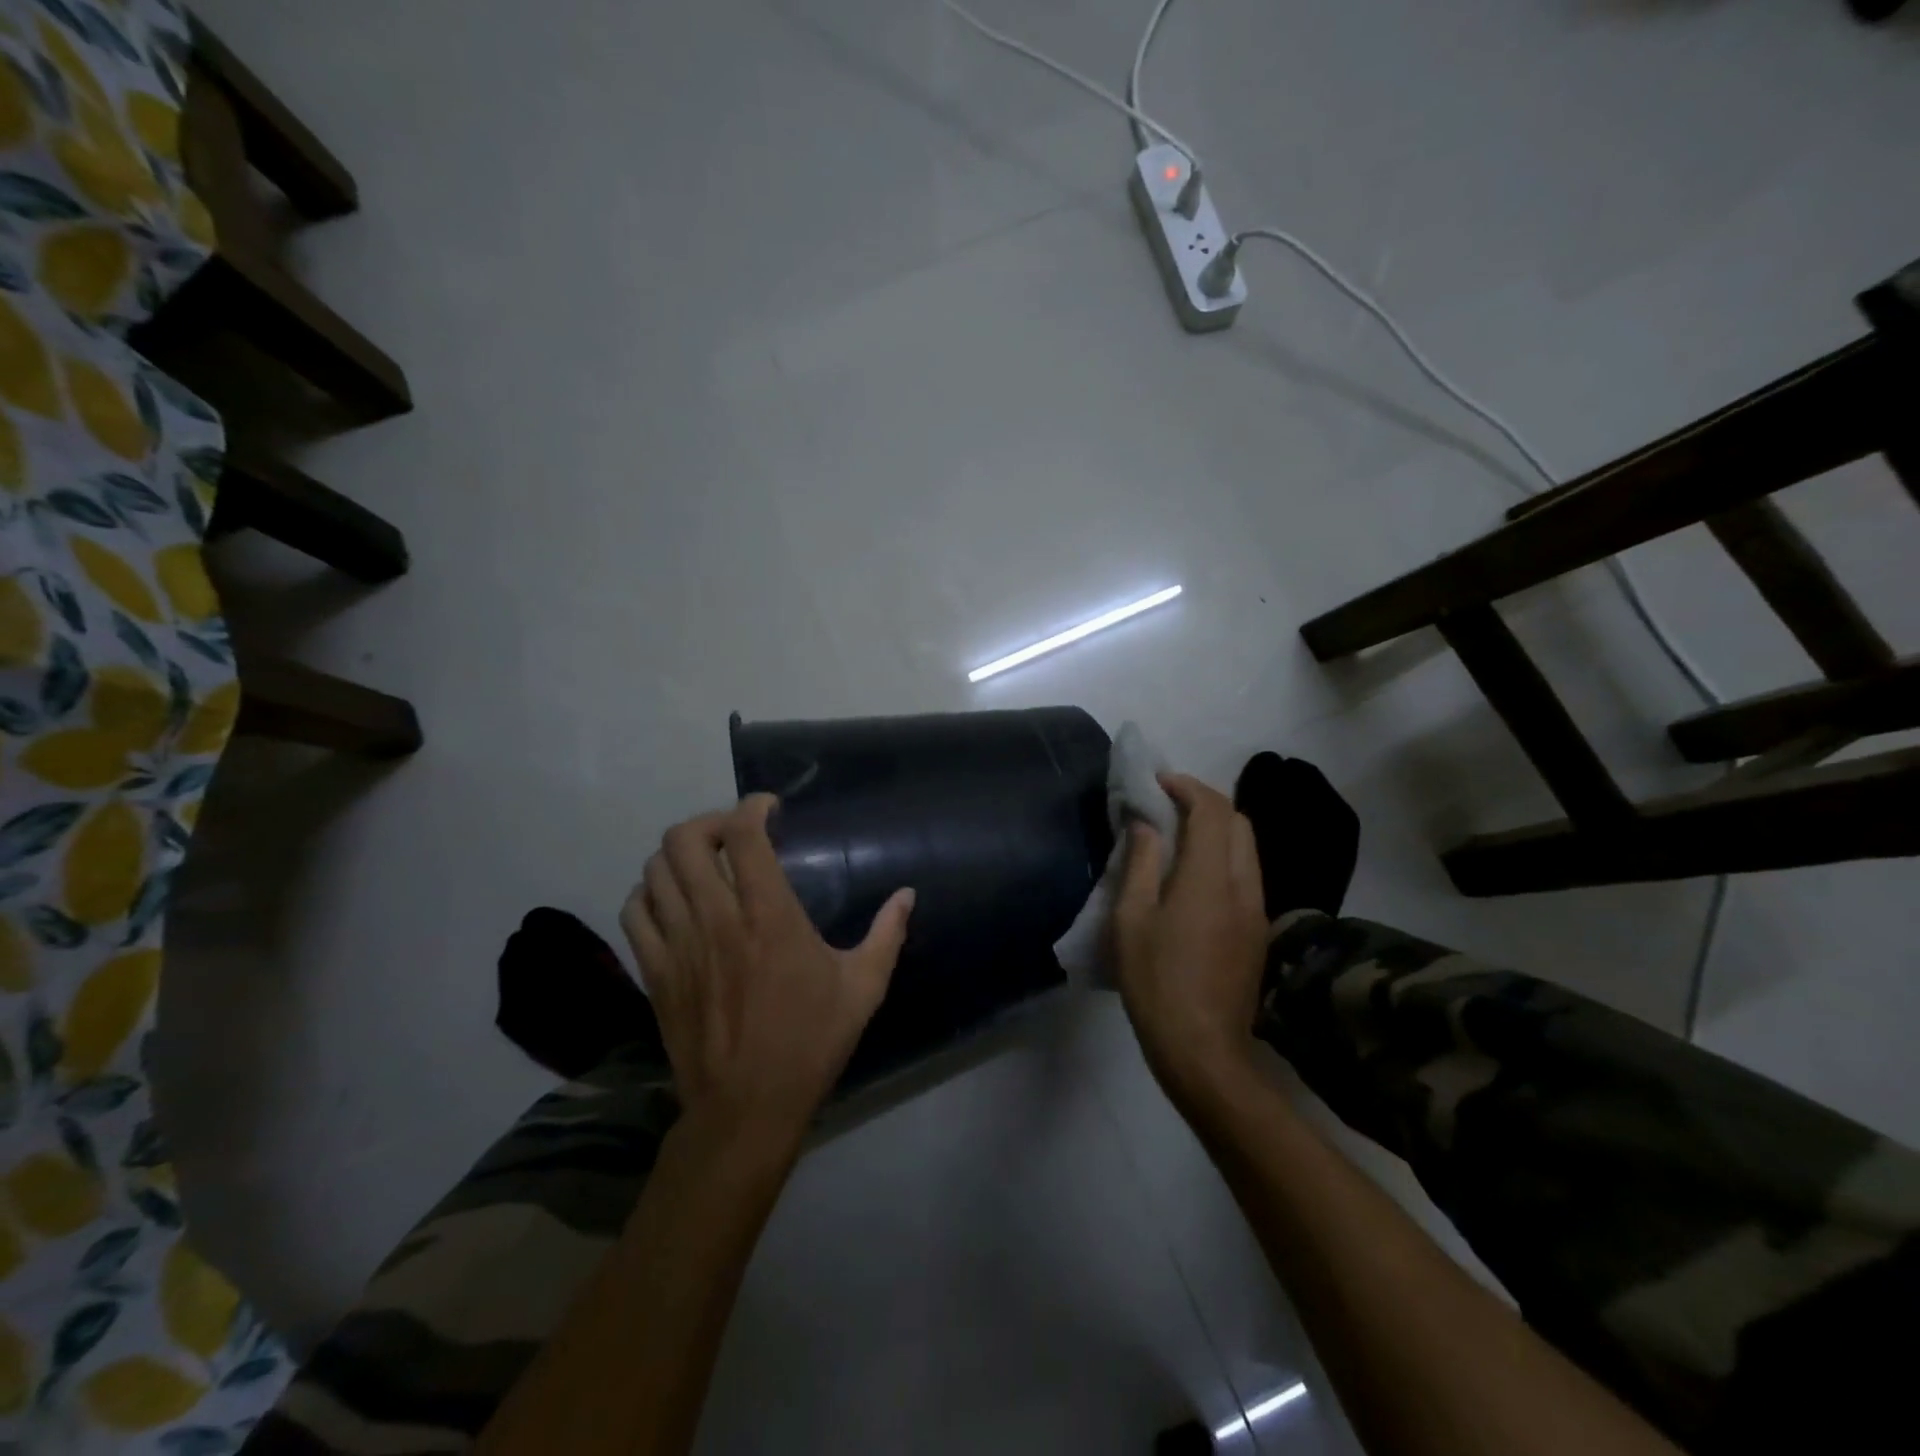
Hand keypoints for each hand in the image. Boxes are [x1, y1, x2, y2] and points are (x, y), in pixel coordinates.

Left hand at [620, 795, 914, 1154]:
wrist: (746, 1109)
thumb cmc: (810, 1043)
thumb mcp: (863, 988)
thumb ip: (887, 934)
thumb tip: (908, 894)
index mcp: (769, 916)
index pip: (743, 834)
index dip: (753, 806)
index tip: (770, 808)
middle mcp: (716, 919)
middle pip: (685, 840)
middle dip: (709, 822)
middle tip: (734, 834)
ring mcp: (678, 945)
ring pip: (655, 870)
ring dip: (679, 855)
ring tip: (705, 864)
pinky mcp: (655, 972)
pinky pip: (634, 911)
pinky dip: (649, 892)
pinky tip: (673, 902)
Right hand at [1112, 773, 1268, 1101]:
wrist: (1203, 1049)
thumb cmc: (1156, 981)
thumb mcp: (1132, 919)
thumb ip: (1141, 863)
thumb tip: (1145, 823)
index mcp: (1210, 878)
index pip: (1212, 810)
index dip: (1187, 786)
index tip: (1158, 783)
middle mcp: (1243, 885)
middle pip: (1238, 822)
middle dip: (1205, 802)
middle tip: (1168, 804)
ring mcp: (1257, 910)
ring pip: (1247, 848)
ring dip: (1218, 828)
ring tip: (1179, 835)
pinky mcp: (1258, 931)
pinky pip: (1246, 874)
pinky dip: (1224, 856)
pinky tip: (1195, 875)